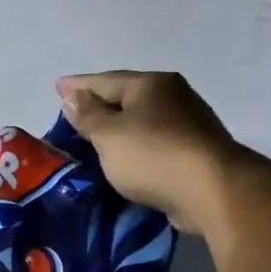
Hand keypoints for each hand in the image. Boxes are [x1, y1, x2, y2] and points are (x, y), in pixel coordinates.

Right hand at [55, 71, 246, 232]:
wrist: (212, 191)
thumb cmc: (152, 156)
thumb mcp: (108, 134)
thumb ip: (88, 115)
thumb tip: (74, 97)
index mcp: (150, 84)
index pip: (105, 80)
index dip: (78, 85)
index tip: (58, 87)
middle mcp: (173, 95)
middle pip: (126, 96)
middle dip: (100, 103)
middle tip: (73, 112)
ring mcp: (188, 123)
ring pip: (142, 119)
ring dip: (119, 126)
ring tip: (94, 136)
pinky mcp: (194, 151)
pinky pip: (154, 141)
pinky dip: (135, 144)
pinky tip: (124, 154)